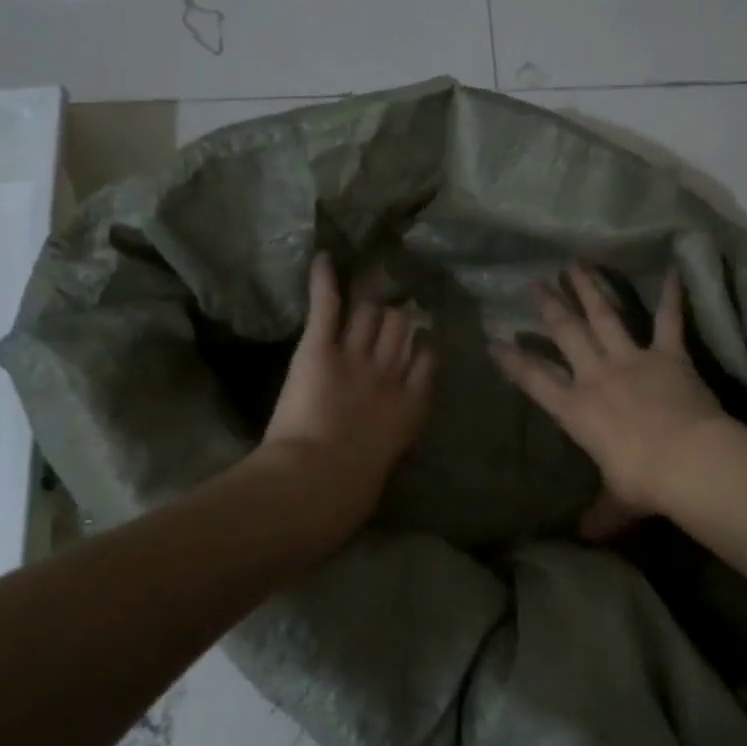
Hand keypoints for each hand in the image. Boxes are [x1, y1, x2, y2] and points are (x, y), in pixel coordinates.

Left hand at [262, 254, 435, 515]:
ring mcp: (356, 356)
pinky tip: (323, 257)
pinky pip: (328, 306)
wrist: (320, 482)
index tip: (422, 333)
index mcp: (410, 402)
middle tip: (394, 293)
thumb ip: (391, 438)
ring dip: (370, 295)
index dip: (422, 342)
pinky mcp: (320, 348)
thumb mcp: (386, 462)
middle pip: (400, 328)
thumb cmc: (352, 488)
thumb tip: (385, 436)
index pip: (426, 357)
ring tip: (370, 273)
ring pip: (371, 313)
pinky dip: (324, 280)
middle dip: (397, 313)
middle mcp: (390, 371)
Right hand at [491, 265, 727, 536]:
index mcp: (577, 410)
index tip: (494, 340)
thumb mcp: (617, 502)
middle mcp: (598, 376)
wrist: (687, 460)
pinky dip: (672, 296)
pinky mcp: (668, 355)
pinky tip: (674, 268)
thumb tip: (588, 538)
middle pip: (566, 335)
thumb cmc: (643, 482)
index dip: (513, 360)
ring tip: (575, 265)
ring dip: (590, 290)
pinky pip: (669, 320)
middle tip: (535, 284)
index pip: (535, 380)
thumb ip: (601, 515)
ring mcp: (632, 360)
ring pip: (605, 317)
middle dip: (549, 308)